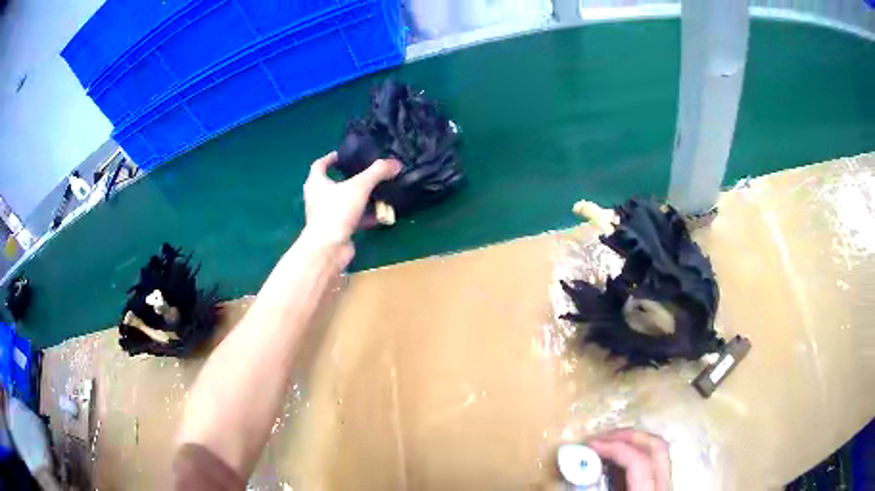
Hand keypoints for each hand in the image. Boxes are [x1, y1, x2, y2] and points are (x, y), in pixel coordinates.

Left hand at [302, 151, 400, 256]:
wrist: (329, 247)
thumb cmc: (336, 211)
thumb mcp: (359, 186)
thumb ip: (377, 172)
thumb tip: (395, 163)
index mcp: (316, 183)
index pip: (320, 165)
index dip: (330, 158)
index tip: (343, 155)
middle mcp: (318, 198)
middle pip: (334, 184)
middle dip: (350, 179)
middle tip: (367, 173)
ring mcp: (327, 216)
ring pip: (345, 203)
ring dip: (361, 199)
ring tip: (379, 193)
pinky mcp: (337, 230)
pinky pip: (353, 219)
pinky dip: (366, 217)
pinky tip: (382, 215)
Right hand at [588, 429, 670, 490]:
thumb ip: (592, 488)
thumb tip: (575, 467)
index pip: (638, 460)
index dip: (614, 448)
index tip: (590, 445)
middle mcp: (664, 485)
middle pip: (655, 446)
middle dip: (627, 436)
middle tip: (601, 437)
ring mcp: (666, 484)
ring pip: (658, 451)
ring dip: (633, 442)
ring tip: (608, 444)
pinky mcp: (661, 486)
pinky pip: (654, 462)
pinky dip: (637, 454)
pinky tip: (619, 460)